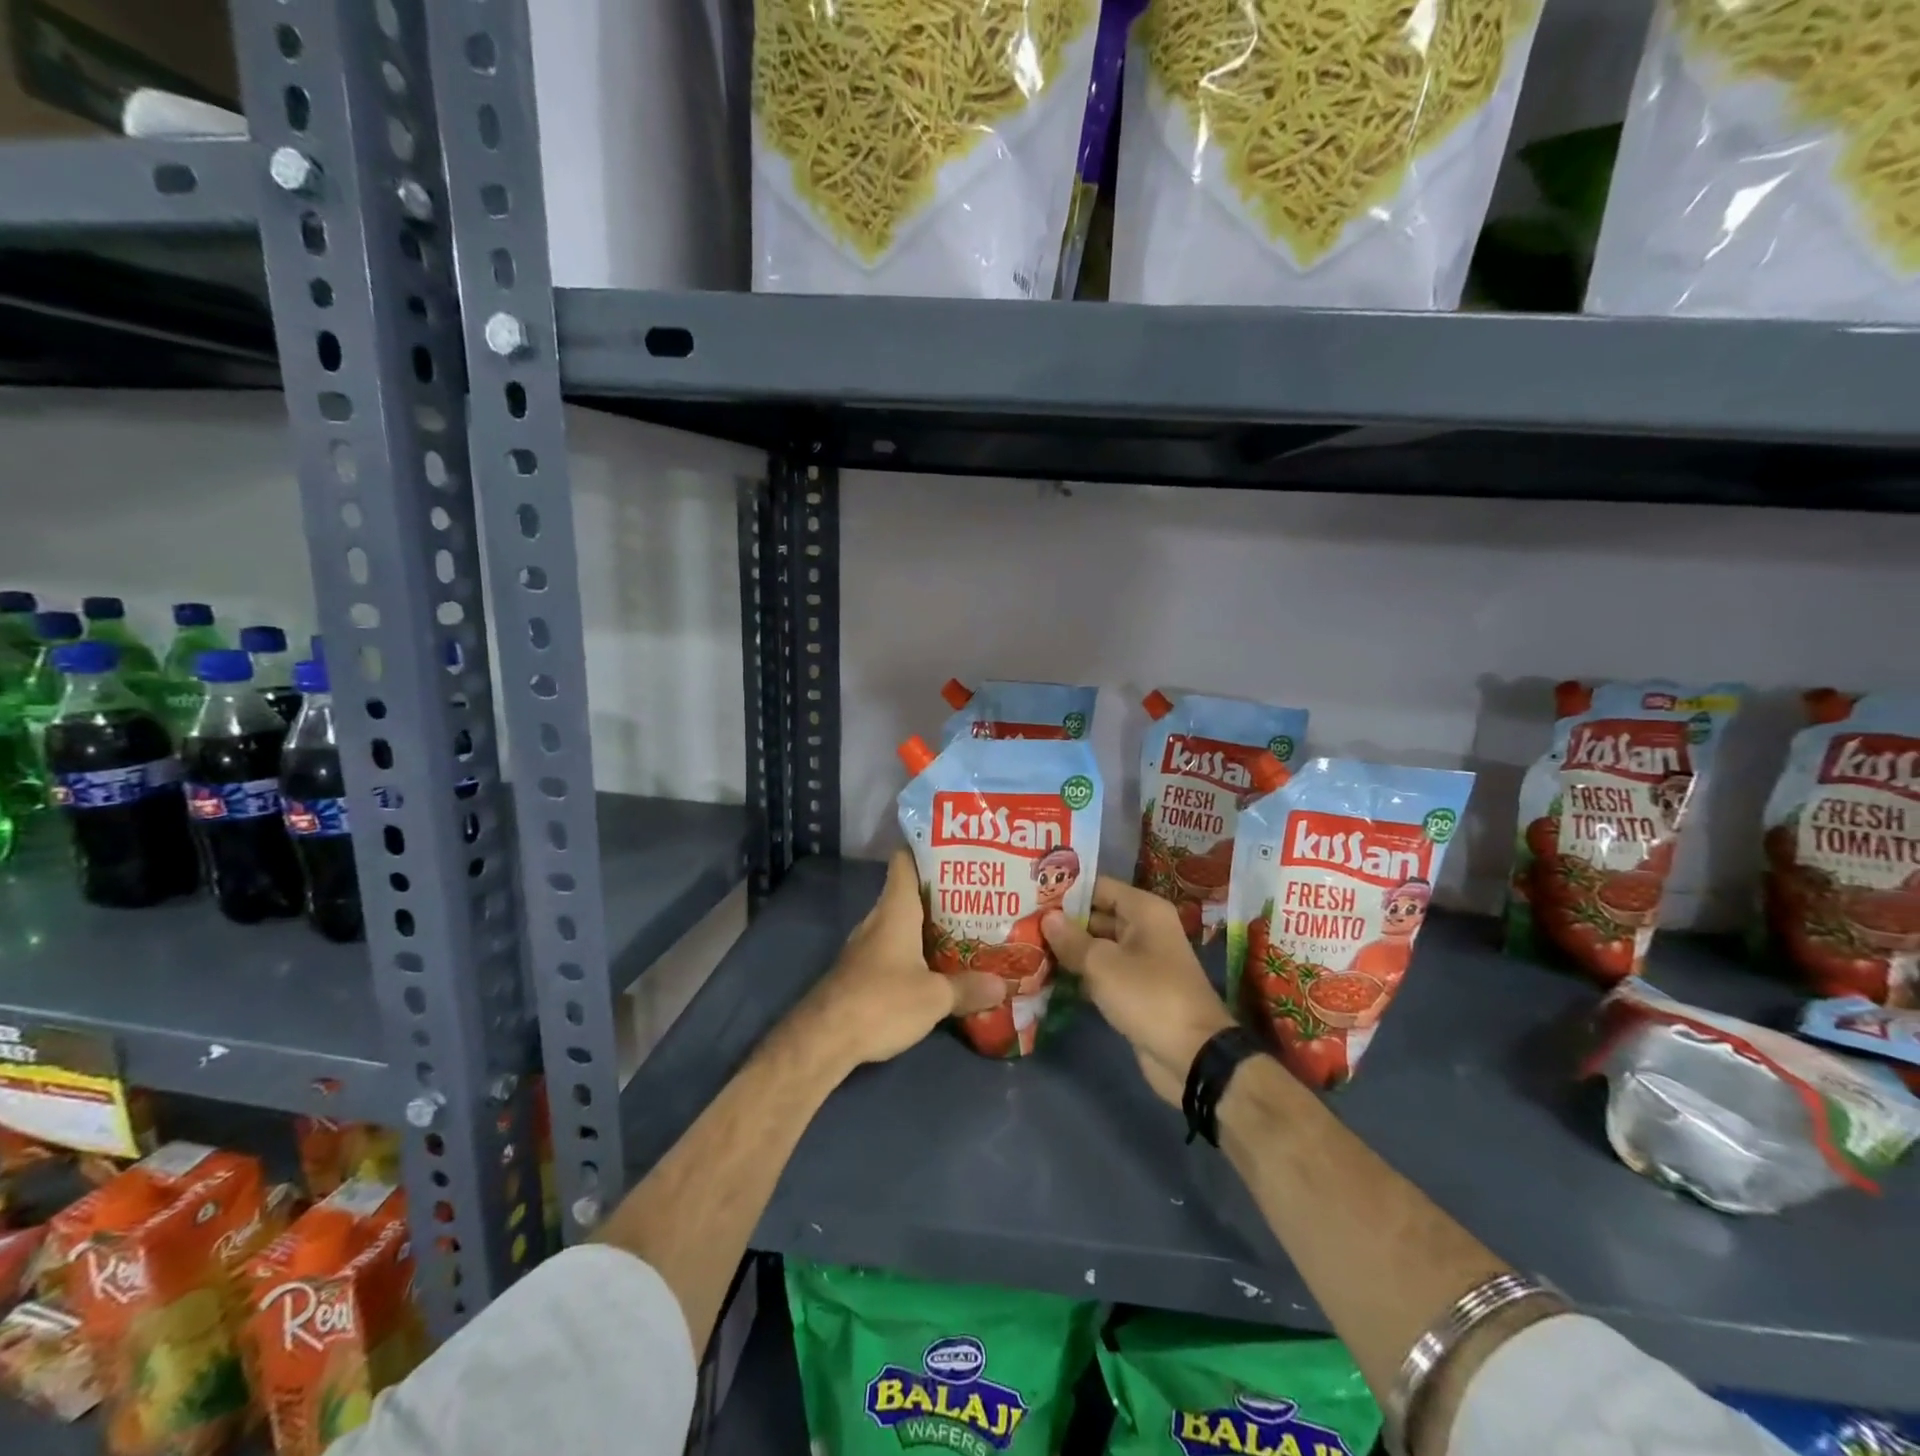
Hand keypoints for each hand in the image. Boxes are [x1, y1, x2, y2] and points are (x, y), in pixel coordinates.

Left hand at [792, 850, 1004, 1072]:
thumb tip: (1002, 984)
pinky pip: (893, 949)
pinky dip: (914, 951)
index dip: (926, 849)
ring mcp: (866, 945)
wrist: (824, 1039)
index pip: (905, 860)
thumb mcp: (934, 997)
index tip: (956, 850)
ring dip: (928, 925)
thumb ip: (968, 987)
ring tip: (966, 930)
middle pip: (909, 892)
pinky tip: (937, 967)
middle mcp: (878, 919)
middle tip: (977, 896)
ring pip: (901, 923)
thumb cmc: (881, 1001)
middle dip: (941, 893)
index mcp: (895, 909)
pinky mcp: (861, 971)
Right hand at [1043, 877, 1235, 1105]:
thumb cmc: (1148, 996)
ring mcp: (1141, 961)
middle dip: (1061, 921)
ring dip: (1067, 950)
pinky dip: (1080, 974)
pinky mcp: (1135, 990)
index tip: (1030, 893)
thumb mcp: (1103, 964)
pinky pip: (1102, 973)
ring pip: (1097, 947)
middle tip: (1021, 921)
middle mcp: (1144, 929)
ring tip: (1026, 946)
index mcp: (1144, 911)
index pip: (1098, 887)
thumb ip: (1071, 939)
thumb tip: (1047, 917)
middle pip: (1096, 916)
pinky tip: (1046, 977)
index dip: (1065, 890)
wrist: (1193, 1056)